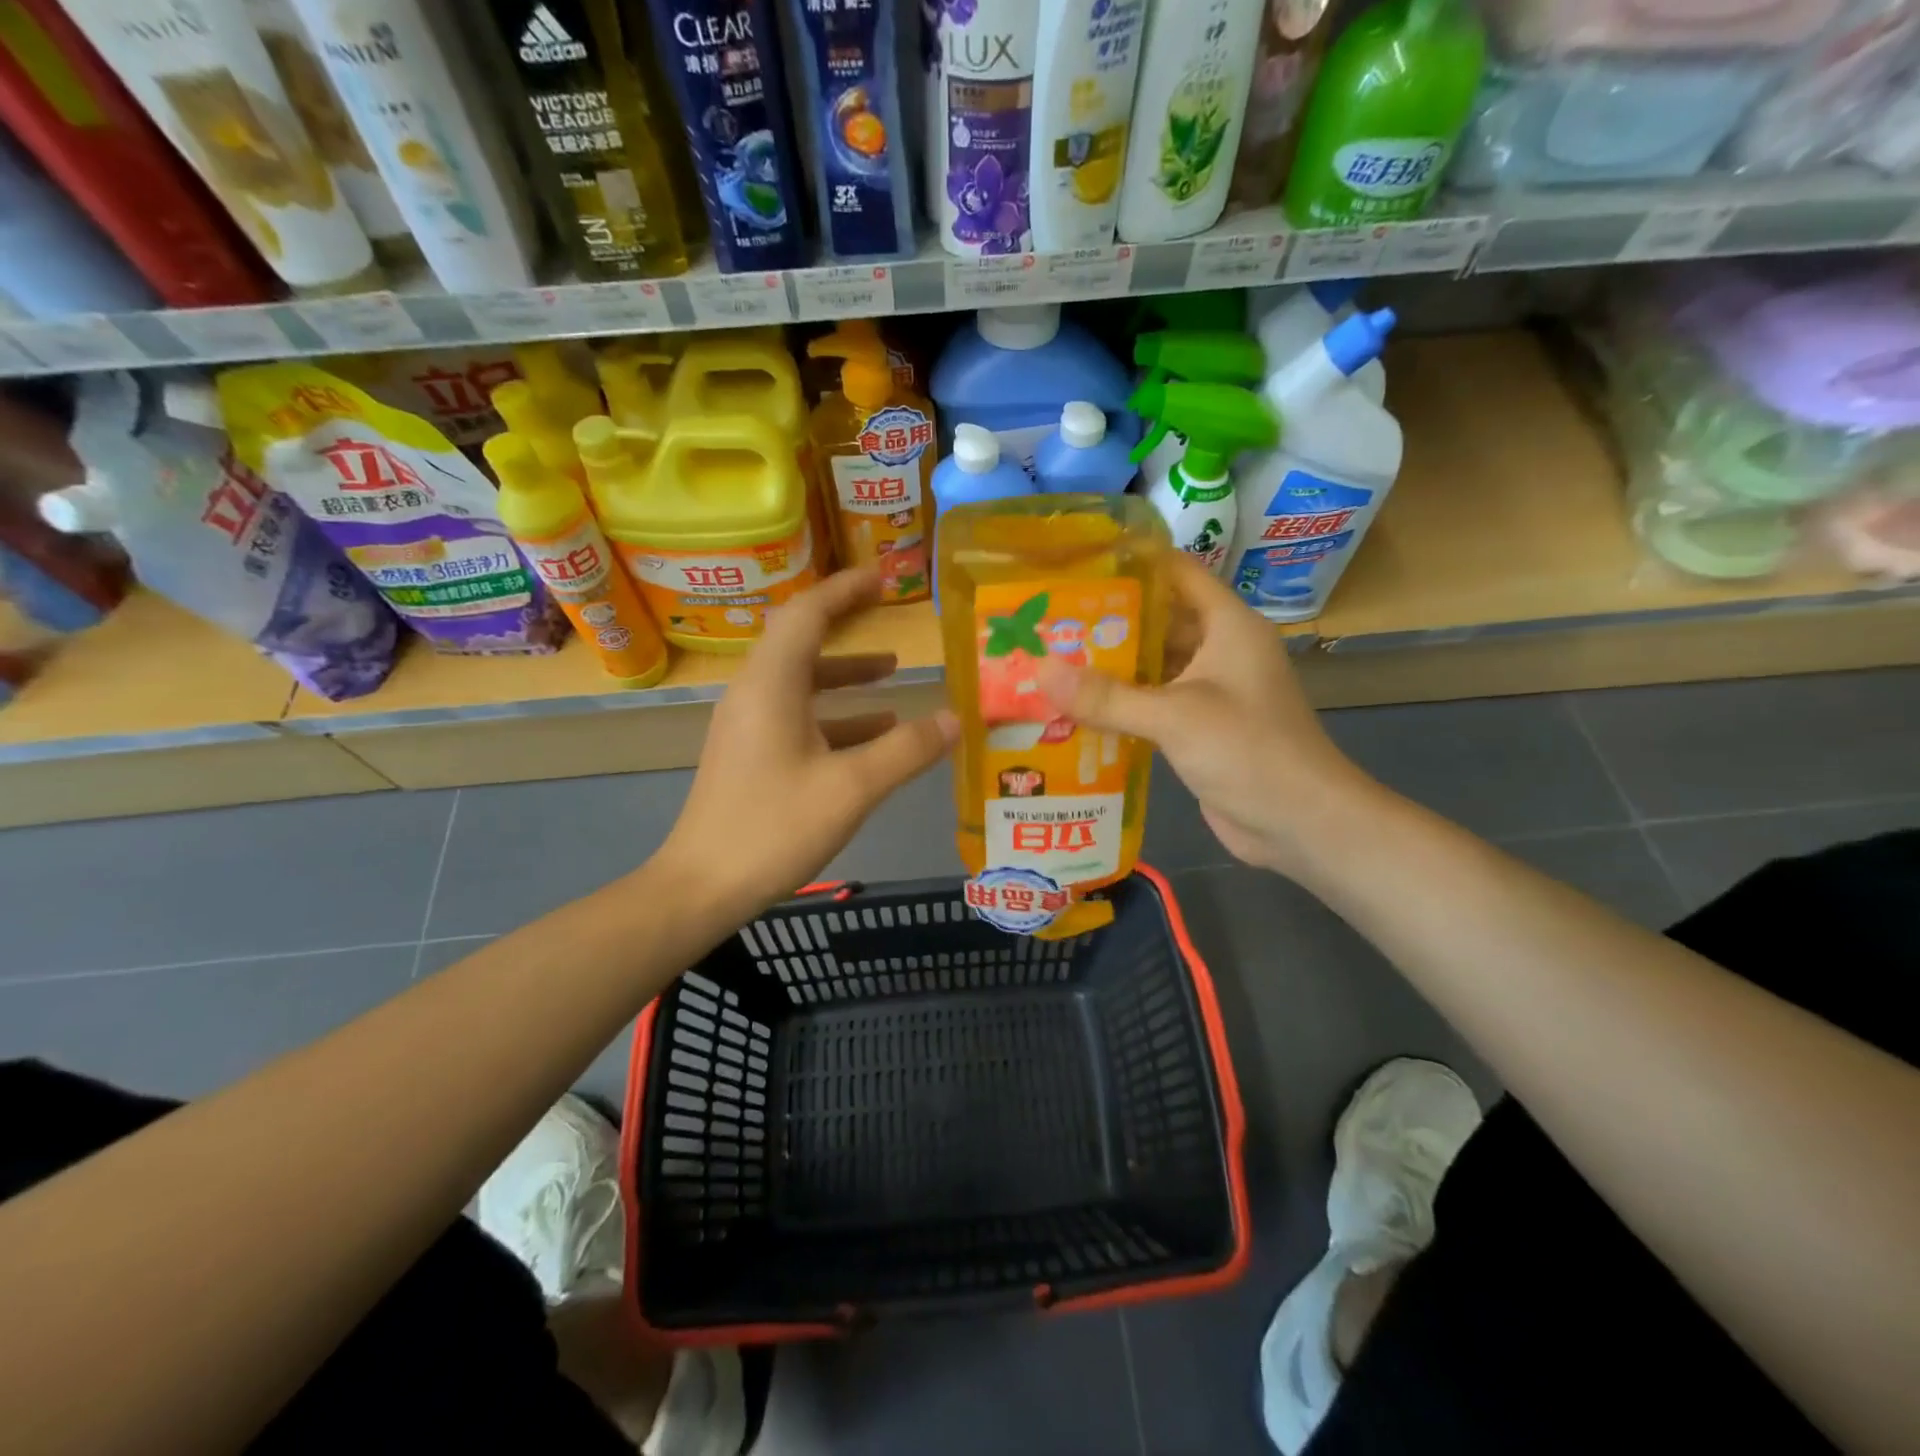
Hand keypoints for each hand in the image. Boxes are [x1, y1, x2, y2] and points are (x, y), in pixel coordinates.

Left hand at [660, 567, 958, 917]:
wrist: (702, 887)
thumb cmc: (774, 828)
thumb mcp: (852, 788)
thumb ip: (906, 751)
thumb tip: (956, 719)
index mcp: (772, 685)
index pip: (807, 614)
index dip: (845, 589)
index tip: (883, 576)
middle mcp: (755, 693)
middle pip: (801, 640)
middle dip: (846, 621)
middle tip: (888, 606)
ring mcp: (750, 725)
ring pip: (802, 681)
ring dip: (846, 673)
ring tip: (893, 672)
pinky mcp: (752, 754)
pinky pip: (798, 716)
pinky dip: (837, 714)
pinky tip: (875, 733)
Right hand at [1038, 554, 1374, 876]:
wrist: (1301, 823)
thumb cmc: (1249, 750)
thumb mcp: (1175, 716)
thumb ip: (1107, 696)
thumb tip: (1040, 670)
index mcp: (1228, 625)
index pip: (1177, 573)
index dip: (1131, 562)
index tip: (1076, 564)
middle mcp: (1220, 651)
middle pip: (1158, 621)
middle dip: (1106, 621)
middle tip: (1047, 620)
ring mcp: (1210, 692)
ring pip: (1152, 666)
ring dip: (1109, 667)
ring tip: (1050, 659)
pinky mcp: (1198, 729)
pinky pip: (1152, 705)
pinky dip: (1120, 706)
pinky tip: (1075, 709)